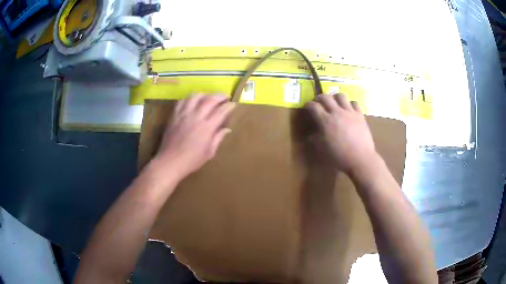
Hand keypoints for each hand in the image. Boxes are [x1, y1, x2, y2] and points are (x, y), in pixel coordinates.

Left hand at [153, 94, 234, 180]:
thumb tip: (227, 129)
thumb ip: (218, 138)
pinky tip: (192, 101)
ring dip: (204, 94)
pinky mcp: (174, 115)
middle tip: (225, 97)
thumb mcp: (209, 153)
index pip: (221, 111)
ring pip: (195, 96)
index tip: (233, 104)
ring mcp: (184, 115)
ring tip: (208, 97)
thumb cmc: (192, 160)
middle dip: (220, 96)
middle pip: (210, 99)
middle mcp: (196, 117)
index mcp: (207, 127)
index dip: (229, 106)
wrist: (170, 162)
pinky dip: (189, 99)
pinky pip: (182, 101)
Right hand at [305, 94, 377, 173]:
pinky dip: (349, 104)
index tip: (307, 107)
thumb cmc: (339, 156)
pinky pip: (354, 103)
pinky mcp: (360, 115)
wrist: (361, 159)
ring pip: (341, 96)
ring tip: (334, 103)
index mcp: (325, 121)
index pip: (313, 106)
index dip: (308, 105)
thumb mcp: (323, 149)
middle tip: (318, 102)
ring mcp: (350, 112)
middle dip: (319, 97)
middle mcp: (337, 112)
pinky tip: (348, 109)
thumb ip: (315, 139)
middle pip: (326, 97)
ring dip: (335, 97)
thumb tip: (310, 135)